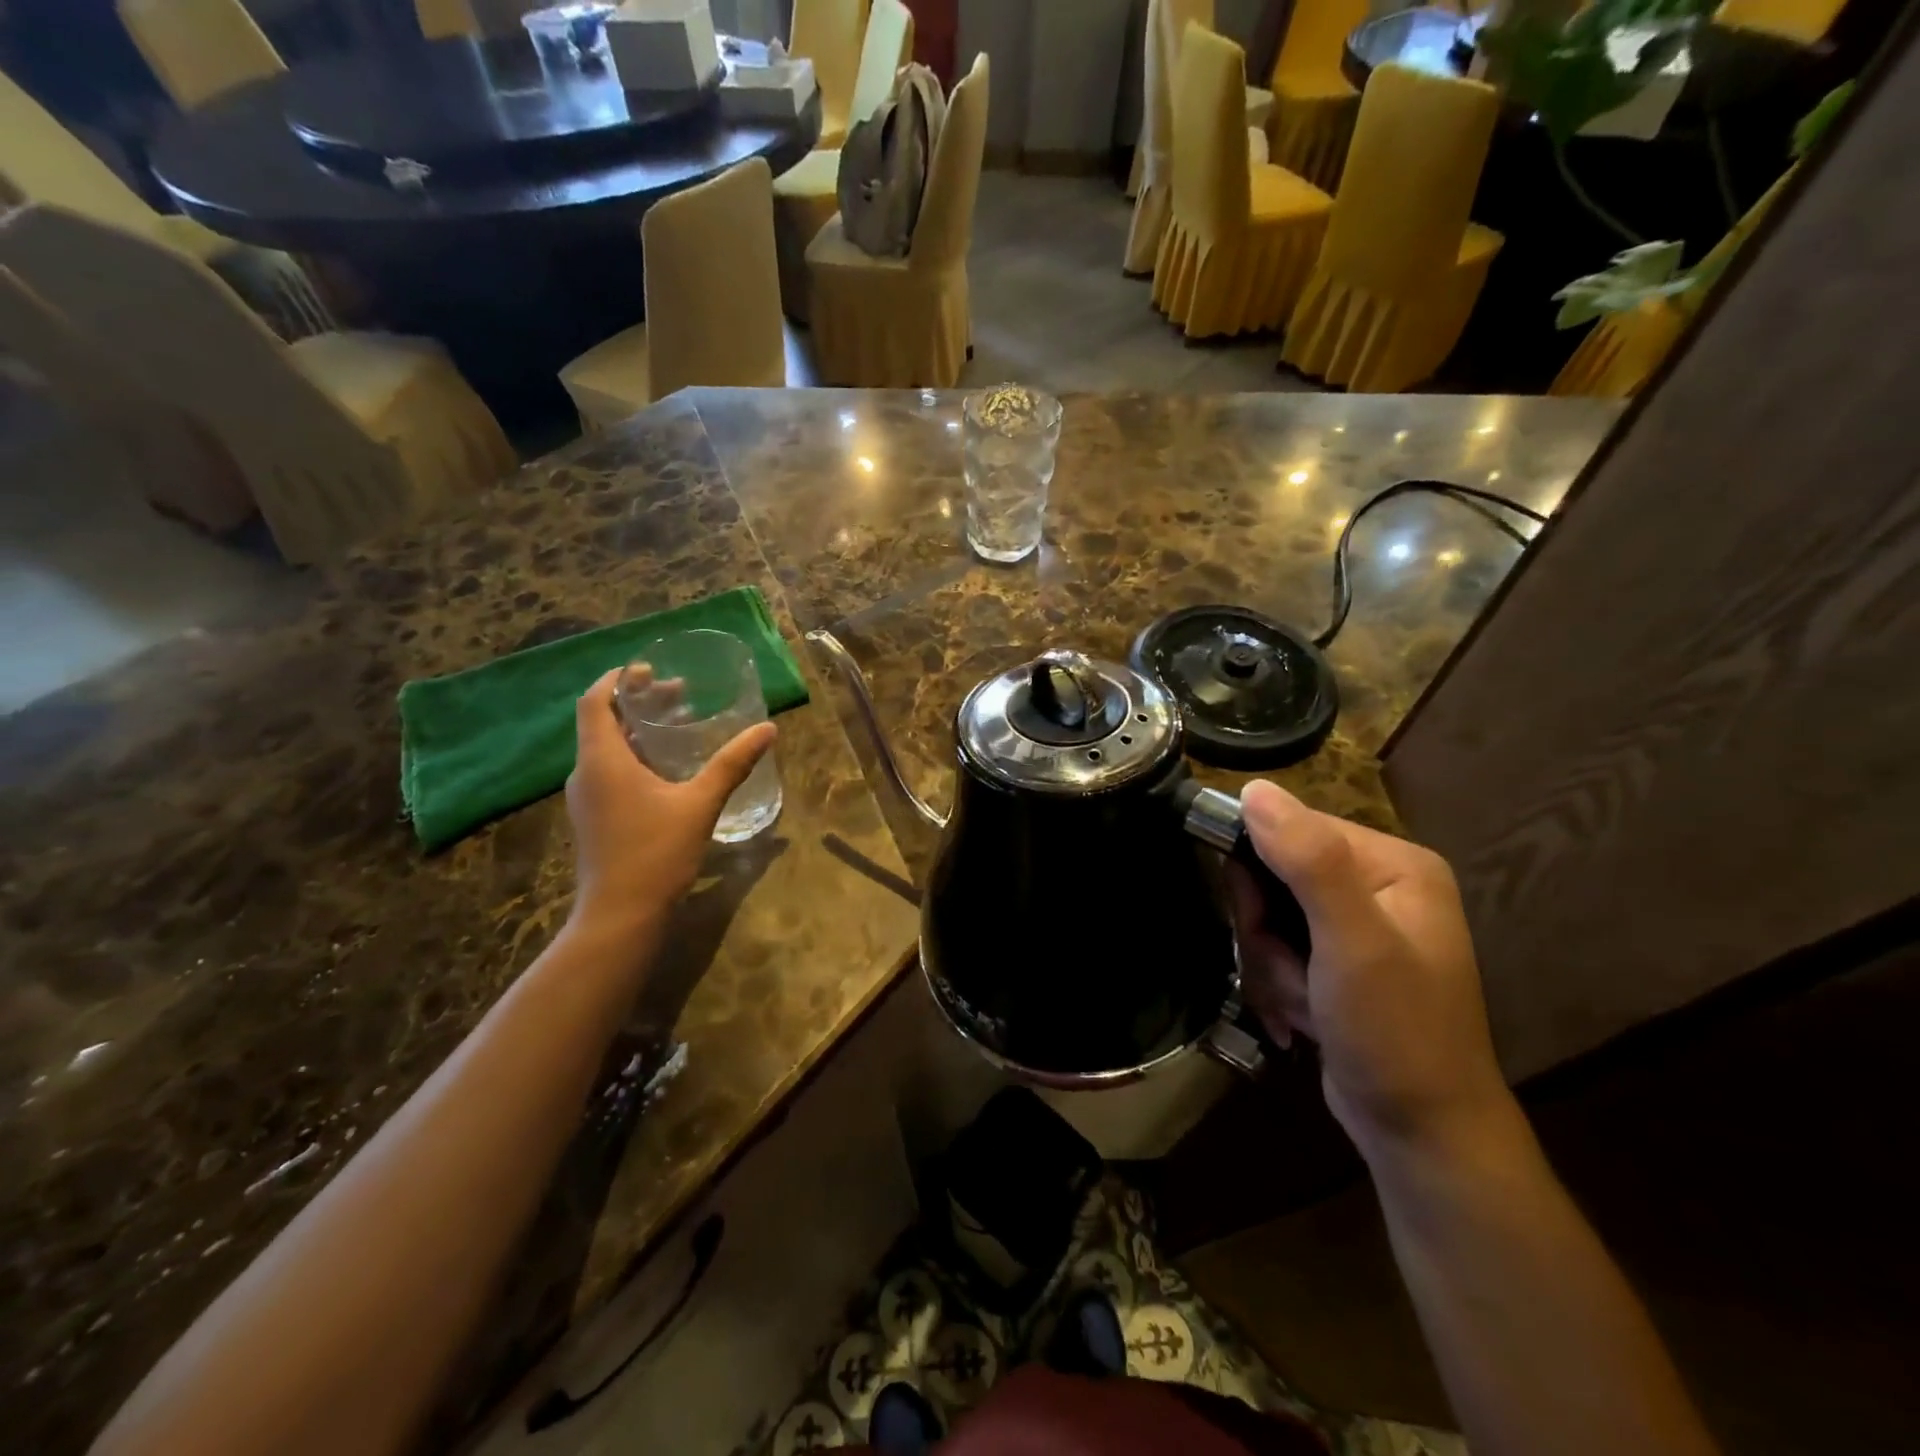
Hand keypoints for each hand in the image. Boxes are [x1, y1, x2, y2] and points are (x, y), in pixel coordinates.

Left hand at [565, 669, 776, 933]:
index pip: (595, 702)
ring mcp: (587, 798)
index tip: (648, 669)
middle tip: (678, 694)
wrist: (620, 916)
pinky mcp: (595, 818)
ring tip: (677, 725)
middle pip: (603, 722)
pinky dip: (635, 757)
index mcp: (603, 760)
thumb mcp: (700, 803)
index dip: (617, 679)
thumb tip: (768, 730)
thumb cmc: (656, 852)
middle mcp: (586, 773)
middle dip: (638, 703)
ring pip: (607, 749)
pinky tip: (667, 769)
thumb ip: (732, 764)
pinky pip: (610, 772)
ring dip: (638, 731)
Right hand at [1228, 780, 1513, 1159]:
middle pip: (1276, 872)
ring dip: (1270, 962)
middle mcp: (1378, 884)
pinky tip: (1301, 1016)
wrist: (1423, 1135)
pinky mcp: (1339, 961)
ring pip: (1270, 915)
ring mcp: (1359, 925)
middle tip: (1289, 970)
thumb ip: (1308, 861)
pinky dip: (1278, 981)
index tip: (1257, 921)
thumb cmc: (1395, 1033)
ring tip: (1301, 1001)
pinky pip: (1281, 947)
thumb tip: (1254, 789)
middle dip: (1265, 928)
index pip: (1292, 827)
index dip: (1258, 871)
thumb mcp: (1353, 943)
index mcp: (1394, 864)